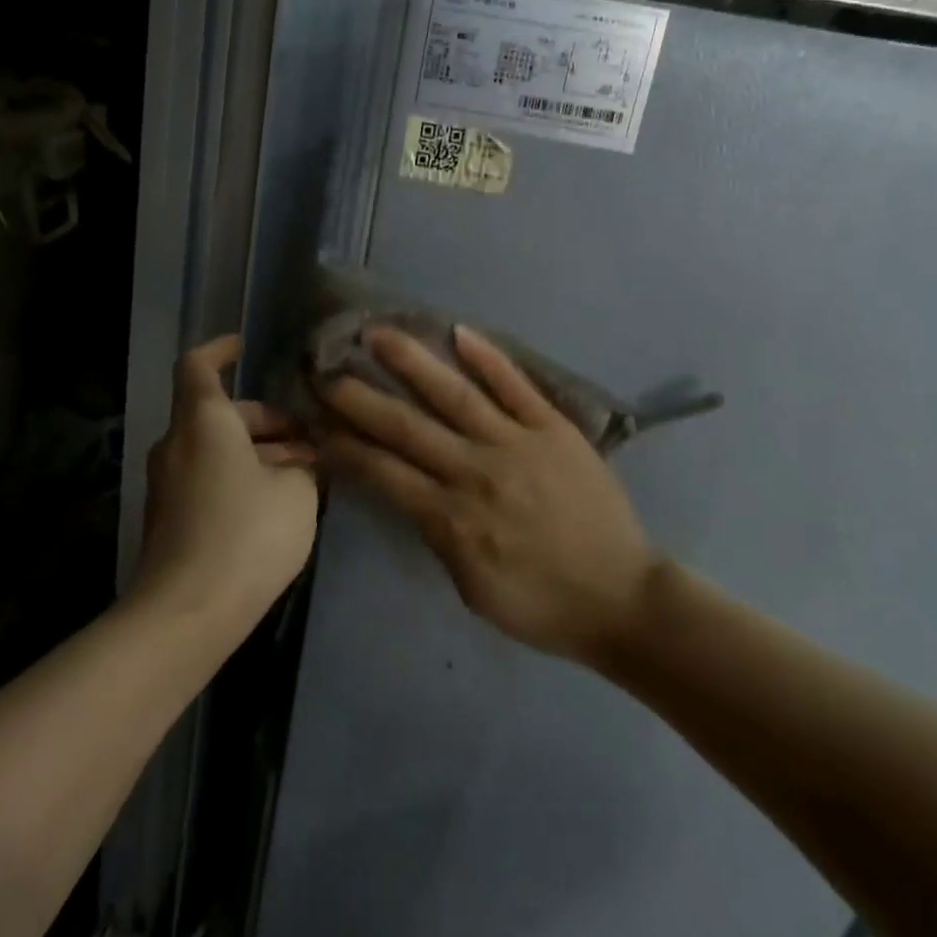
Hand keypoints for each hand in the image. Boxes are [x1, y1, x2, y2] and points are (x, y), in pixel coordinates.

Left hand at [135, 336, 319, 636]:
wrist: (187, 613)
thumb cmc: (246, 534)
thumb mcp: (297, 494)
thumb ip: (303, 468)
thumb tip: (298, 466)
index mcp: (204, 421)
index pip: (199, 365)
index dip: (220, 349)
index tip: (245, 346)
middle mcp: (178, 444)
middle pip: (218, 413)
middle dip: (265, 419)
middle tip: (310, 437)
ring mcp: (169, 483)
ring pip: (217, 448)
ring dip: (258, 451)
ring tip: (306, 472)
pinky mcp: (171, 517)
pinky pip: (209, 478)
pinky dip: (241, 477)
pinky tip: (278, 503)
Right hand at [320, 326, 658, 665]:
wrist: (621, 598)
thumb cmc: (540, 604)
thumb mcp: (470, 588)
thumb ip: (436, 535)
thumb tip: (410, 491)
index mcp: (450, 518)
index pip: (381, 471)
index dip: (343, 445)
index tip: (316, 422)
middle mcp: (475, 470)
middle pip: (405, 426)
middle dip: (359, 397)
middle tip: (325, 369)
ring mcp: (517, 443)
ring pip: (454, 393)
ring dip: (412, 361)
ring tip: (378, 333)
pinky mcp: (555, 428)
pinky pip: (516, 386)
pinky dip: (488, 358)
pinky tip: (459, 332)